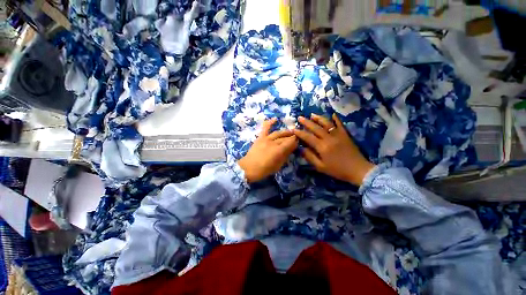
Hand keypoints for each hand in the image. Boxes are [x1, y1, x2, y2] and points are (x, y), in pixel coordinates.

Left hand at [238, 118, 297, 182]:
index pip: (290, 142)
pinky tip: (275, 119)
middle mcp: (273, 143)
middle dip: (292, 137)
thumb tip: (291, 149)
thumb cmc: (264, 170)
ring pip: (278, 133)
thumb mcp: (277, 166)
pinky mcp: (260, 138)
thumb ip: (285, 156)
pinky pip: (265, 128)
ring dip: (285, 132)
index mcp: (278, 151)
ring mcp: (266, 139)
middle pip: (285, 138)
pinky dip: (270, 123)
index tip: (299, 141)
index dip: (296, 141)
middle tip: (297, 136)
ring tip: (291, 131)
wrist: (248, 168)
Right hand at [293, 114, 374, 185]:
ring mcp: (338, 135)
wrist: (358, 170)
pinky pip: (340, 125)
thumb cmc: (337, 170)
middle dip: (306, 122)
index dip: (300, 133)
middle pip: (316, 128)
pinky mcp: (345, 135)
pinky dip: (336, 119)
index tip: (293, 129)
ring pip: (327, 124)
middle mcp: (329, 138)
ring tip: (312, 114)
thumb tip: (300, 149)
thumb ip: (310, 157)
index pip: (308, 137)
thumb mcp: (321, 167)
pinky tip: (332, 114)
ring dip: (318, 118)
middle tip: (300, 117)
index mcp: (322, 147)